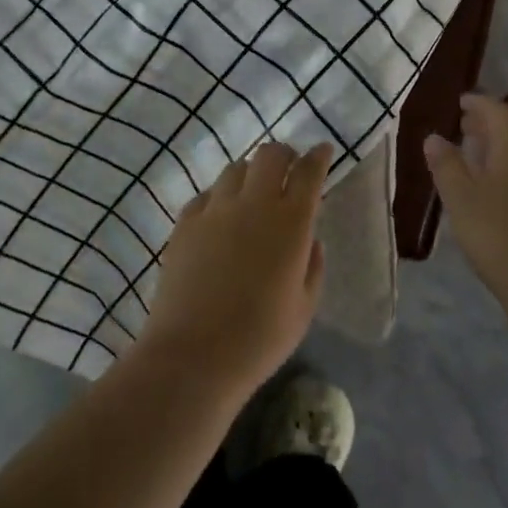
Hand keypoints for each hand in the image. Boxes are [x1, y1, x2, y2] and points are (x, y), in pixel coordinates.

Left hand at [138, 140, 333, 395]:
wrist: (193, 355)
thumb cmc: (259, 338)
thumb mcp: (304, 307)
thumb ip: (313, 266)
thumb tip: (310, 239)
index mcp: (291, 222)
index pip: (309, 172)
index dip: (318, 157)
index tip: (322, 152)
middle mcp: (254, 204)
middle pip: (270, 155)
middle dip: (284, 155)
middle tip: (289, 170)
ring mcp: (215, 210)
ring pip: (236, 168)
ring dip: (251, 173)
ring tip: (253, 194)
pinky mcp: (185, 222)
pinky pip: (207, 194)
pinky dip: (220, 196)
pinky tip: (221, 217)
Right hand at [423, 94, 507, 310]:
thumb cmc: (500, 235)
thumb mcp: (461, 198)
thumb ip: (446, 164)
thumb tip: (435, 136)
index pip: (497, 110)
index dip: (477, 104)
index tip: (460, 102)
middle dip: (490, 123)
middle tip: (466, 125)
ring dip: (503, 147)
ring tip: (479, 156)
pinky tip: (502, 191)